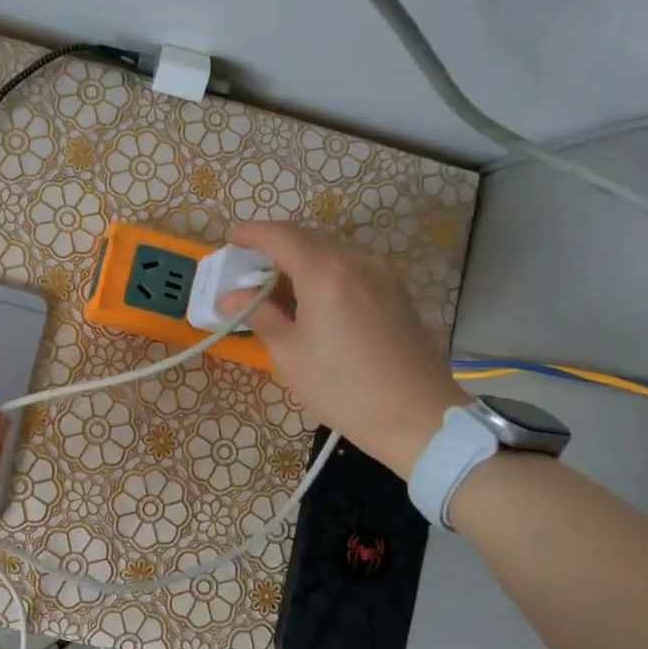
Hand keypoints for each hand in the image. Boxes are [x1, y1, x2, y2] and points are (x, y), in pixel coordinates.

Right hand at [221, 222, 469, 477]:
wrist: (416, 415)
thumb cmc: (342, 387)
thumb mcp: (289, 353)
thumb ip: (260, 315)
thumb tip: (232, 298)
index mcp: (325, 271)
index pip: (280, 236)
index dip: (251, 234)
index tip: (231, 240)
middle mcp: (356, 260)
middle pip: (307, 238)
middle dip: (275, 247)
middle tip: (249, 271)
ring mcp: (382, 273)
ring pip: (332, 251)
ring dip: (301, 260)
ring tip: (278, 288)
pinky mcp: (396, 290)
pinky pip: (352, 267)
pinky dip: (325, 272)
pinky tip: (313, 299)